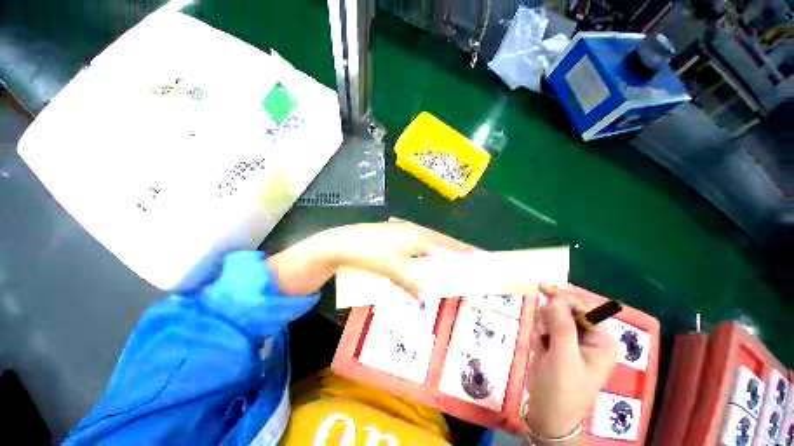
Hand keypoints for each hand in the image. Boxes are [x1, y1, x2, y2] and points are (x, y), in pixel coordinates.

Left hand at [266, 220, 474, 295]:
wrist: (343, 243)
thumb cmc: (370, 253)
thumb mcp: (394, 270)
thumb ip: (412, 284)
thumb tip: (426, 299)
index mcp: (418, 235)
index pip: (448, 245)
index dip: (465, 252)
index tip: (481, 259)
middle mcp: (414, 230)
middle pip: (440, 243)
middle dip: (455, 253)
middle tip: (468, 266)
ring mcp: (404, 231)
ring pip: (429, 244)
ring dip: (439, 254)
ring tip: (450, 266)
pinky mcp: (396, 236)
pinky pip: (417, 245)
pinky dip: (425, 254)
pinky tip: (424, 262)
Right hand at [524, 284, 616, 442]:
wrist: (547, 415)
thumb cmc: (561, 389)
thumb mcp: (562, 356)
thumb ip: (561, 325)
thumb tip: (555, 297)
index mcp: (601, 341)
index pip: (583, 308)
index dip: (563, 296)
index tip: (540, 287)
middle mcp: (590, 339)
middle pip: (566, 310)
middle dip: (551, 317)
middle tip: (542, 332)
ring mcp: (573, 342)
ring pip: (553, 317)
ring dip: (543, 326)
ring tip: (541, 344)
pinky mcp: (558, 345)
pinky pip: (545, 327)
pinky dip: (539, 333)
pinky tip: (540, 347)